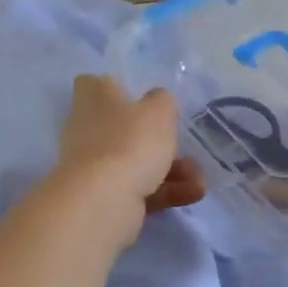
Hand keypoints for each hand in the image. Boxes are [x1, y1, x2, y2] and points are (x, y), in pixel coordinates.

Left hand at [55, 76, 204, 242]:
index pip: (94, 84)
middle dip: (158, 139)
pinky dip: (166, 191)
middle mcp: (88, 129)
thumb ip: (162, 101)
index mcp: (94, 99)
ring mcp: (94, 166)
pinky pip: (140, 188)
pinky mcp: (104, 197)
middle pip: (123, 128)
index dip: (116, 88)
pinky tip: (193, 194)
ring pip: (137, 161)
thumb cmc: (130, 142)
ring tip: (199, 180)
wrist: (103, 202)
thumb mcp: (159, 111)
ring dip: (172, 170)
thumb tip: (157, 101)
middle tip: (185, 146)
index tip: (141, 98)